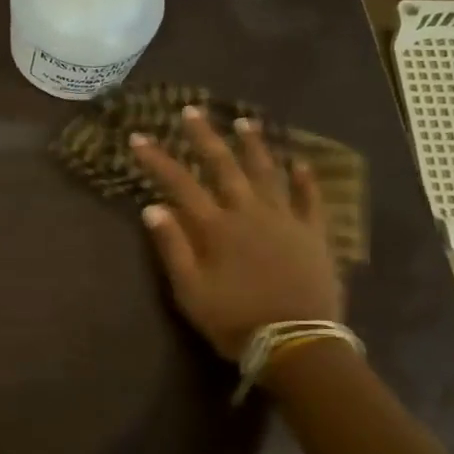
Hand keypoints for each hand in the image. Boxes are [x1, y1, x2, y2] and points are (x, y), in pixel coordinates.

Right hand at [130, 106, 345, 359]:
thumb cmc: (234, 320)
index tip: (139, 138)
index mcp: (215, 227)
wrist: (296, 342)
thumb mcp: (190, 291)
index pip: (179, 184)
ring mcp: (285, 220)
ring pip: (267, 173)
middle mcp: (249, 212)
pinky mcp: (314, 234)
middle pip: (223, 166)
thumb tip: (152, 207)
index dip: (157, 160)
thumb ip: (172, 247)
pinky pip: (311, 199)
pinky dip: (305, 179)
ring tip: (245, 122)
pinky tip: (300, 162)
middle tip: (192, 111)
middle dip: (204, 137)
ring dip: (254, 146)